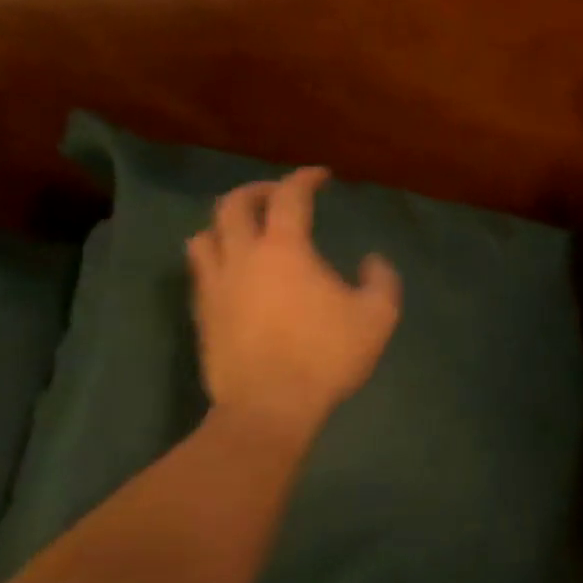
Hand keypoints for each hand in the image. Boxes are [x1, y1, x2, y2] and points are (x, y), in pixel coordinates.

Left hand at [186, 168, 400, 443]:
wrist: (269, 406)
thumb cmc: (327, 355)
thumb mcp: (378, 316)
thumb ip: (381, 279)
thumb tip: (371, 260)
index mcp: (285, 250)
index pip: (289, 197)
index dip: (305, 179)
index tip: (321, 177)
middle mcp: (242, 257)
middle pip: (233, 205)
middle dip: (257, 191)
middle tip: (280, 195)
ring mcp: (216, 286)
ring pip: (205, 235)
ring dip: (227, 223)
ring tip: (248, 231)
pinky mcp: (203, 314)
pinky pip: (201, 271)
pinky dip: (217, 257)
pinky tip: (236, 272)